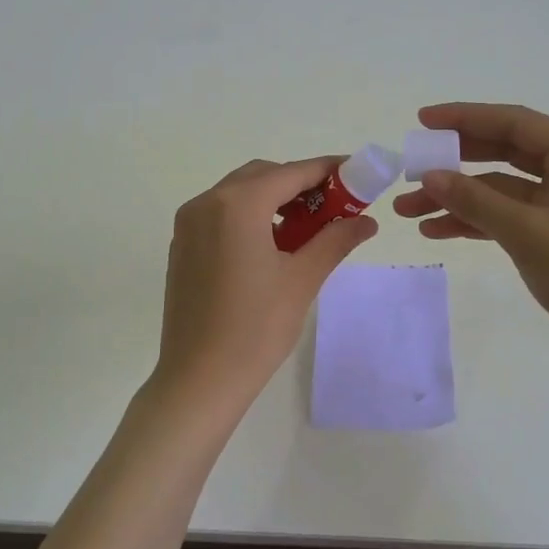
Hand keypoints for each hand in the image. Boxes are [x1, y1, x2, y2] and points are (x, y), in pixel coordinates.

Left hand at [154, 157, 377, 412]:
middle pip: (262, 176)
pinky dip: (249, 216)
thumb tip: (366, 220)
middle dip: (300, 184)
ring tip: (306, 229)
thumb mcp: (302, 279)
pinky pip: (220, 214)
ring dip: (274, 199)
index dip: (328, 170)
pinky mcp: (182, 245)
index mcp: (237, 205)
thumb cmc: (256, 328)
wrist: (199, 379)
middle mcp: (207, 202)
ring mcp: (188, 224)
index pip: (292, 173)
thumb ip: (335, 240)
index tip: (357, 173)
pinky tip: (271, 245)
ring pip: (239, 194)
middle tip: (334, 207)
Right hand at [395, 103, 548, 363]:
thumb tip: (429, 177)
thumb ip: (474, 200)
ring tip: (409, 210)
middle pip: (505, 152)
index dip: (464, 118)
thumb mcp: (526, 232)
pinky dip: (476, 221)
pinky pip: (510, 216)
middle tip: (412, 166)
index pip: (514, 123)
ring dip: (458, 198)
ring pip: (502, 189)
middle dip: (455, 162)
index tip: (422, 120)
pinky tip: (438, 230)